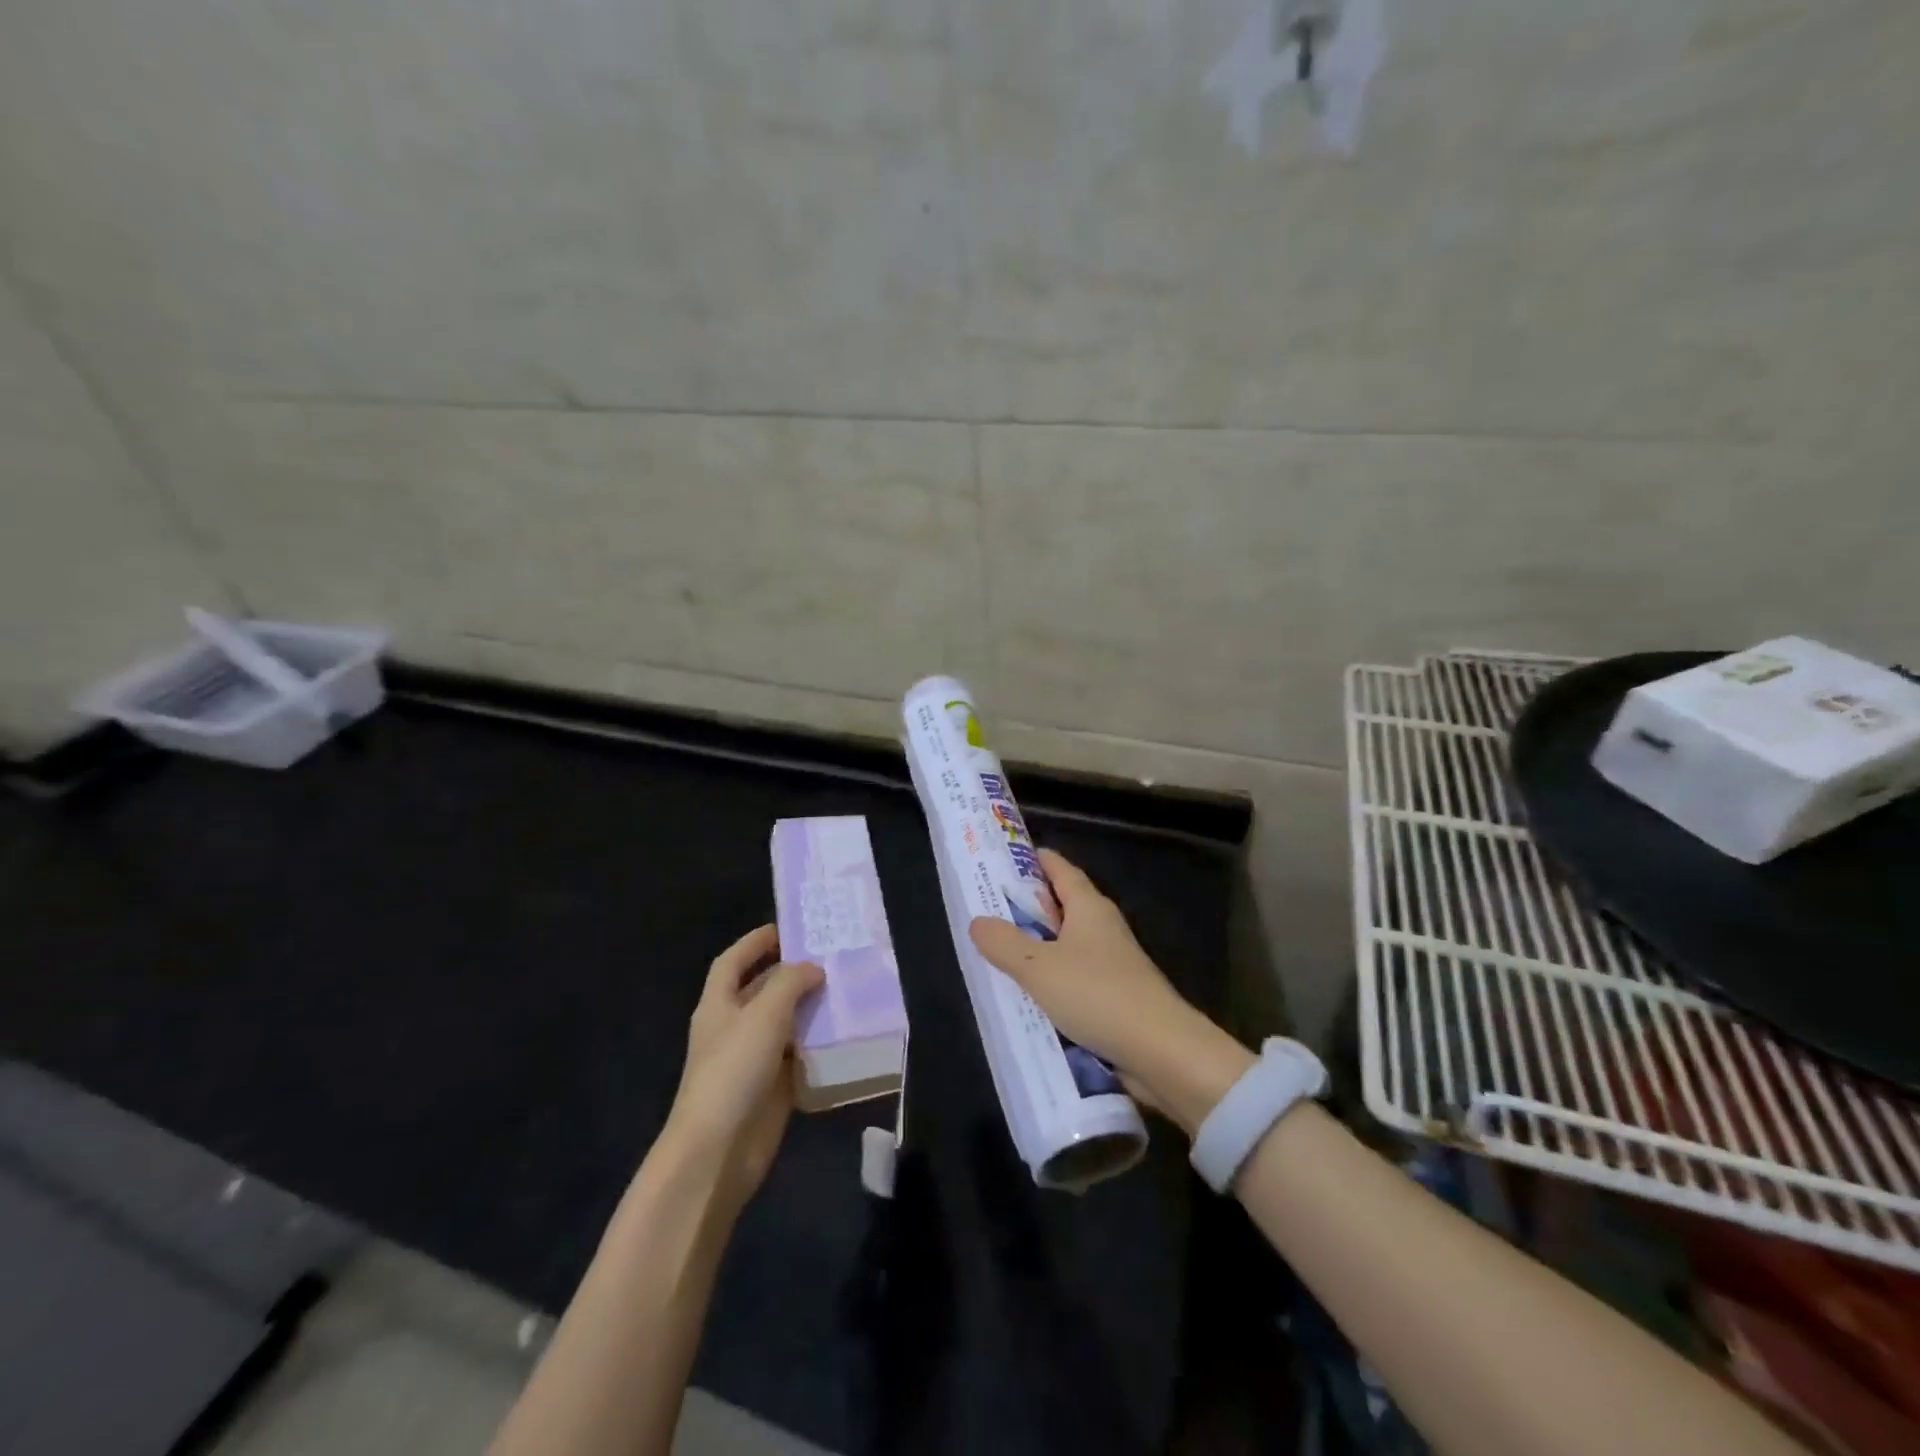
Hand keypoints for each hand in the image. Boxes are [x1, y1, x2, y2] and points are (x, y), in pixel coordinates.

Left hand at [662, 925, 822, 1216]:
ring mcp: (753, 1059)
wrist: (718, 1150)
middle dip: (792, 974)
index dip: (755, 942)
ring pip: (785, 1023)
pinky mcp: (772, 1088)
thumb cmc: (733, 1070)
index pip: (733, 962)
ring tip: (845, 990)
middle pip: (763, 990)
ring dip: (810, 1009)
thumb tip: (812, 968)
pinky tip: (844, 1035)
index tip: (787, 928)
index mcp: (718, 1005)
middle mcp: (734, 1028)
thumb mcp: (763, 1014)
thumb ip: (789, 983)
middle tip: (831, 958)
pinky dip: (817, 1046)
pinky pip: (798, 1057)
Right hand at [969, 849, 1236, 1126]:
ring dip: (1038, 946)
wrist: (1161, 1051)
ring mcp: (1113, 963)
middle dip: (1029, 905)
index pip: (1060, 869)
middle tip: (989, 907)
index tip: (1006, 857)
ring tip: (1000, 952)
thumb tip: (977, 921)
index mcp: (1089, 907)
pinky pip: (1075, 978)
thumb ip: (1004, 943)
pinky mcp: (1116, 997)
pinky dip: (1052, 979)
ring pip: (1068, 945)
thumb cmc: (1097, 994)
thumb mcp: (1038, 967)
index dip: (1035, 860)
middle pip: (1063, 905)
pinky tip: (1029, 994)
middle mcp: (1103, 928)